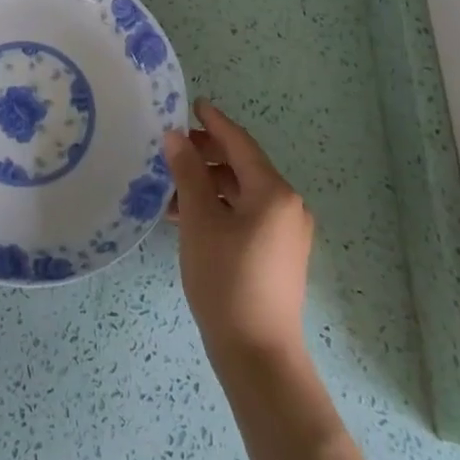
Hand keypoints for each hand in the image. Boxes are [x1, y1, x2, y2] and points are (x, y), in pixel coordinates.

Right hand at [164, 99, 314, 367]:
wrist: (258, 354)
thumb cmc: (226, 279)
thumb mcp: (200, 220)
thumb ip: (188, 172)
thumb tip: (176, 136)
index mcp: (274, 192)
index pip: (240, 143)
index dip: (214, 123)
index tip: (192, 104)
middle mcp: (288, 205)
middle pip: (243, 166)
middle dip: (207, 154)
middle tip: (173, 146)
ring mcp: (287, 233)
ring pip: (242, 192)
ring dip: (209, 184)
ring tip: (171, 187)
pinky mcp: (280, 254)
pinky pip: (247, 215)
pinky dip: (220, 207)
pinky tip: (188, 217)